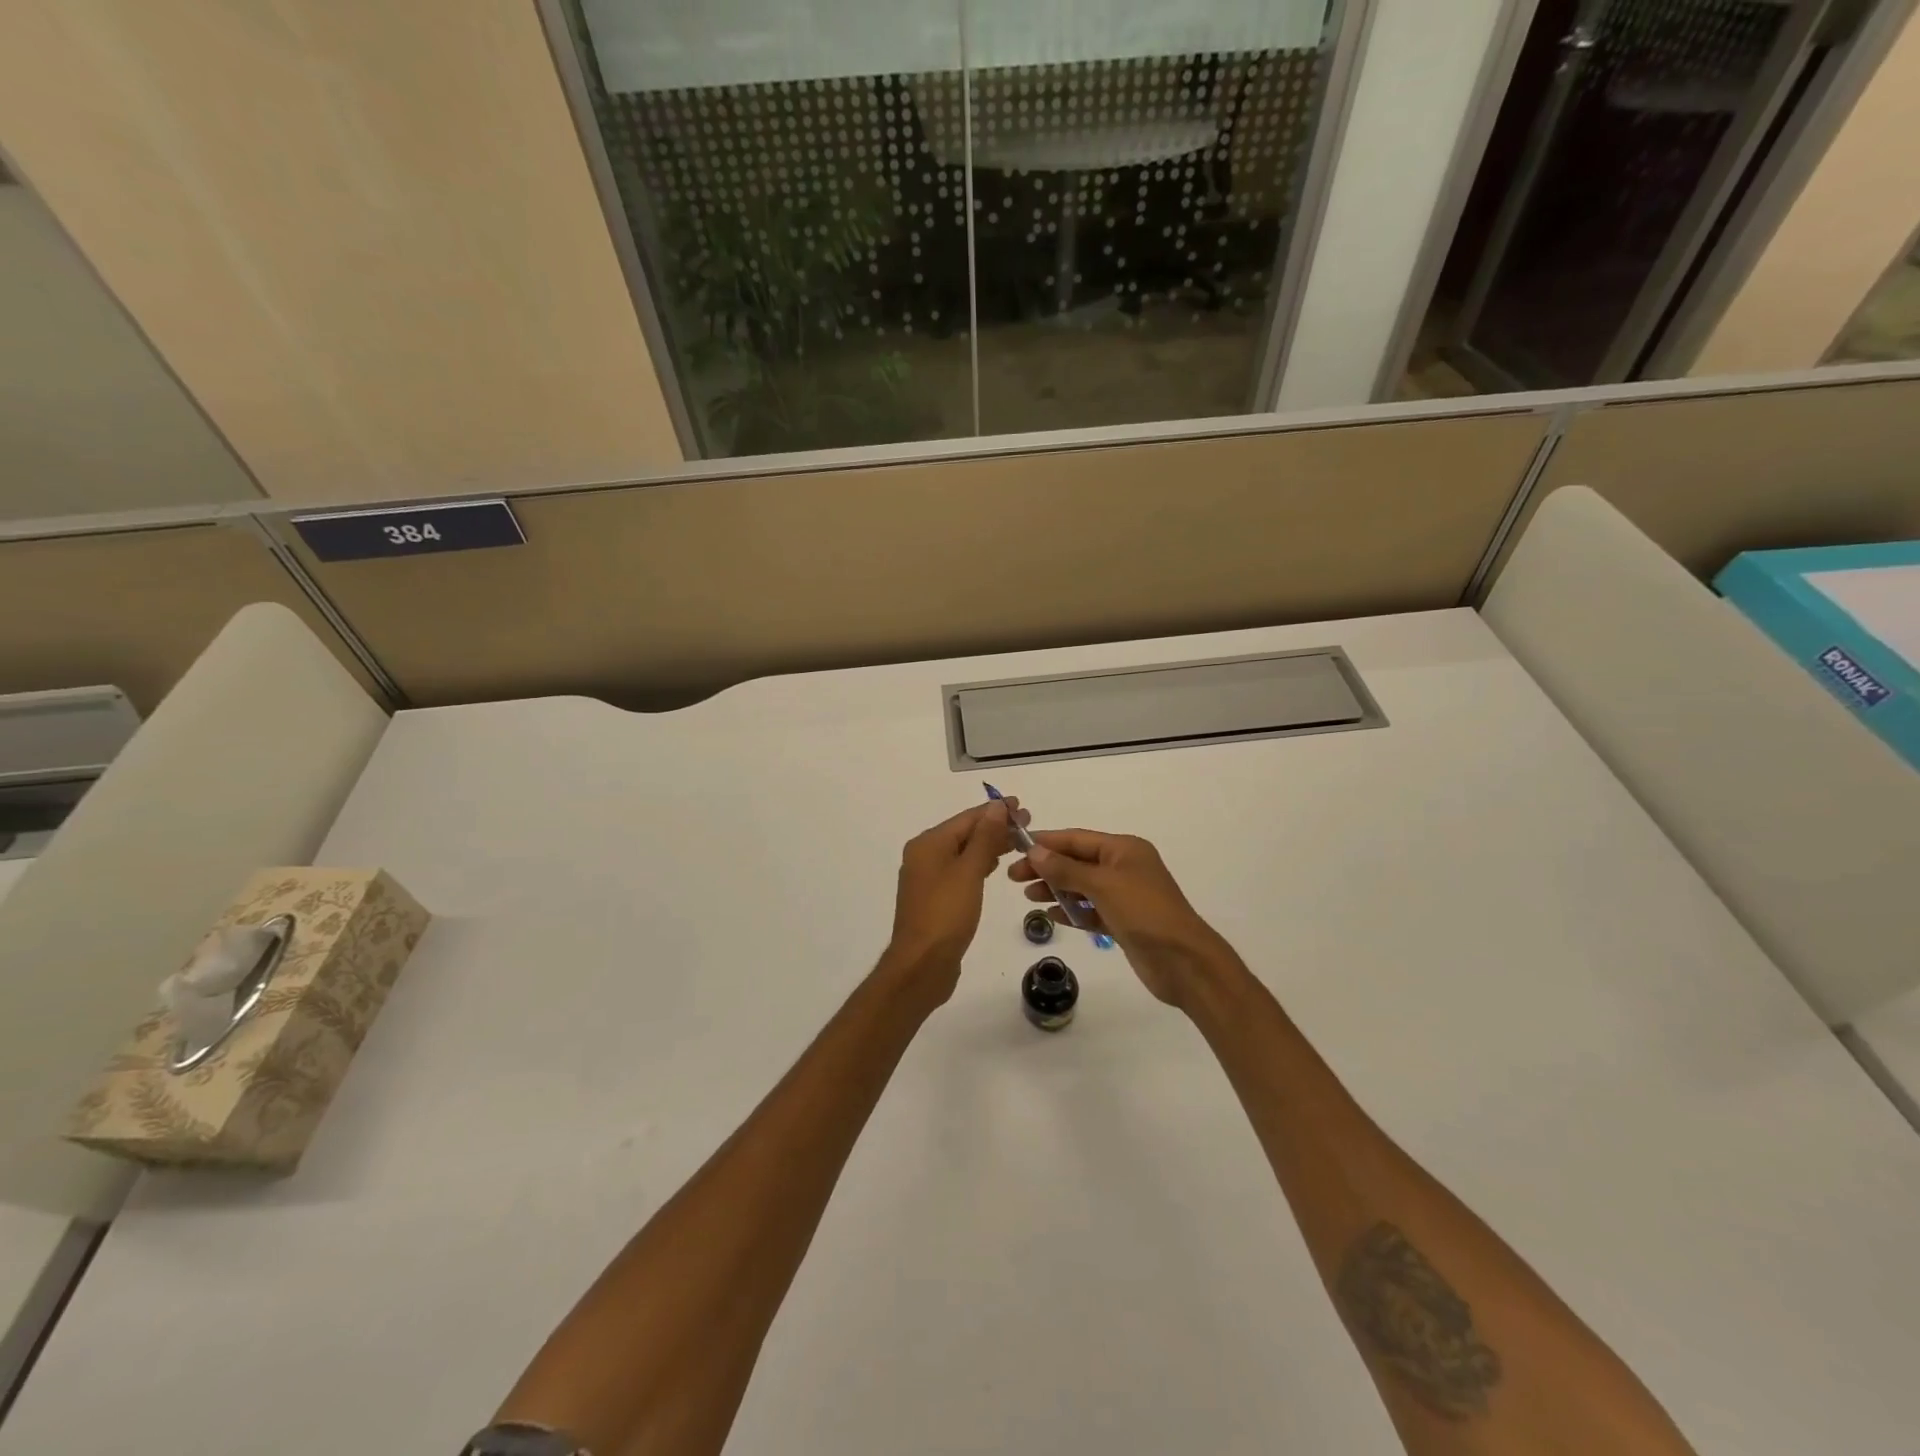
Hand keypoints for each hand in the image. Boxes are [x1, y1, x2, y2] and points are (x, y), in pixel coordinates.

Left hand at [883, 798, 1027, 1003]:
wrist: (922, 965)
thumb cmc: (946, 914)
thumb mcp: (969, 871)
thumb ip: (985, 837)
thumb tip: (996, 806)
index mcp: (928, 844)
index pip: (967, 818)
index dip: (995, 811)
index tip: (1022, 805)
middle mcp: (924, 855)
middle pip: (964, 833)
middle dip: (995, 827)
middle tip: (1027, 824)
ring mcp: (928, 878)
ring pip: (963, 852)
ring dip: (989, 845)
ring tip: (1018, 842)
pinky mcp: (935, 898)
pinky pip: (961, 870)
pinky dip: (979, 864)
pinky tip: (995, 866)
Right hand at [1009, 829, 1235, 1009]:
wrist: (1183, 961)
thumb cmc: (1144, 912)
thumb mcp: (1102, 885)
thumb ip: (1066, 869)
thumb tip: (1034, 851)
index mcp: (1124, 849)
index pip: (1077, 839)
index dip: (1046, 842)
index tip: (1015, 848)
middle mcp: (1124, 867)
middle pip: (1077, 861)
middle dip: (1046, 867)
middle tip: (1013, 878)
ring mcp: (1124, 895)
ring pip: (1081, 886)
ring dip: (1056, 889)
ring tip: (1028, 897)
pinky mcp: (1123, 921)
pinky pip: (1090, 910)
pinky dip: (1071, 911)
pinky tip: (1050, 915)